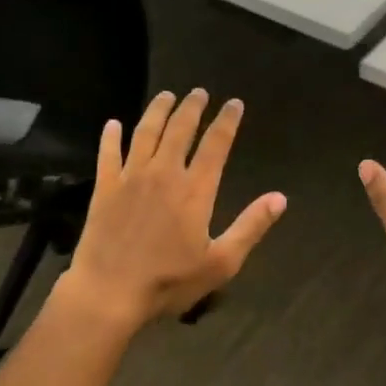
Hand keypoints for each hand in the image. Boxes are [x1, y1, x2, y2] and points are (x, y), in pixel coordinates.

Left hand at [61, 89, 287, 330]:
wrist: (109, 293)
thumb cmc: (169, 281)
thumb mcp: (221, 262)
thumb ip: (251, 226)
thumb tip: (280, 198)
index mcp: (195, 189)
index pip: (216, 144)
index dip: (227, 121)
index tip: (234, 103)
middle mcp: (164, 173)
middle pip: (180, 130)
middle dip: (192, 107)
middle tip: (199, 92)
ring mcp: (130, 178)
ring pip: (146, 133)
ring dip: (157, 111)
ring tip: (166, 96)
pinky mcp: (104, 188)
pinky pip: (108, 154)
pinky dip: (111, 137)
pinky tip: (113, 124)